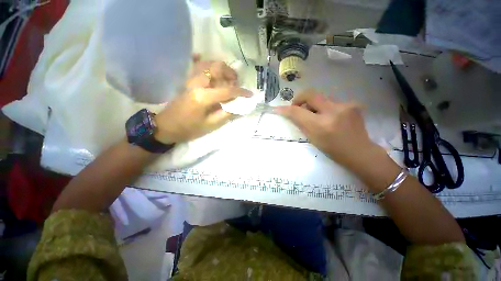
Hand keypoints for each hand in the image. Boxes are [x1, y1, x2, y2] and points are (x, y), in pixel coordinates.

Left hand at [154, 60, 251, 143]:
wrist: (166, 127)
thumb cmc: (189, 129)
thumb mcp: (211, 125)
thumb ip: (226, 114)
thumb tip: (240, 106)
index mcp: (204, 97)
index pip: (227, 90)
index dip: (241, 92)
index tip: (250, 94)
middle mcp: (197, 83)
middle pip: (217, 67)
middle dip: (230, 73)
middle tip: (237, 83)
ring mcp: (191, 80)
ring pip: (208, 64)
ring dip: (222, 69)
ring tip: (228, 79)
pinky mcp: (188, 81)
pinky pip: (199, 67)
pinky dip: (209, 66)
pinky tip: (215, 73)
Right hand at [275, 90, 384, 168]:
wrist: (359, 151)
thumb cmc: (332, 149)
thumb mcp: (312, 138)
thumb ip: (301, 124)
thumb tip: (290, 113)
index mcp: (321, 125)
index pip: (298, 112)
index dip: (286, 109)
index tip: (278, 108)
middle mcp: (333, 111)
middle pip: (310, 94)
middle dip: (300, 99)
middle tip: (298, 107)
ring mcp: (345, 105)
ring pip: (322, 98)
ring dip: (315, 105)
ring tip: (317, 115)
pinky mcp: (353, 103)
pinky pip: (332, 101)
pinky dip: (326, 107)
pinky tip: (331, 116)